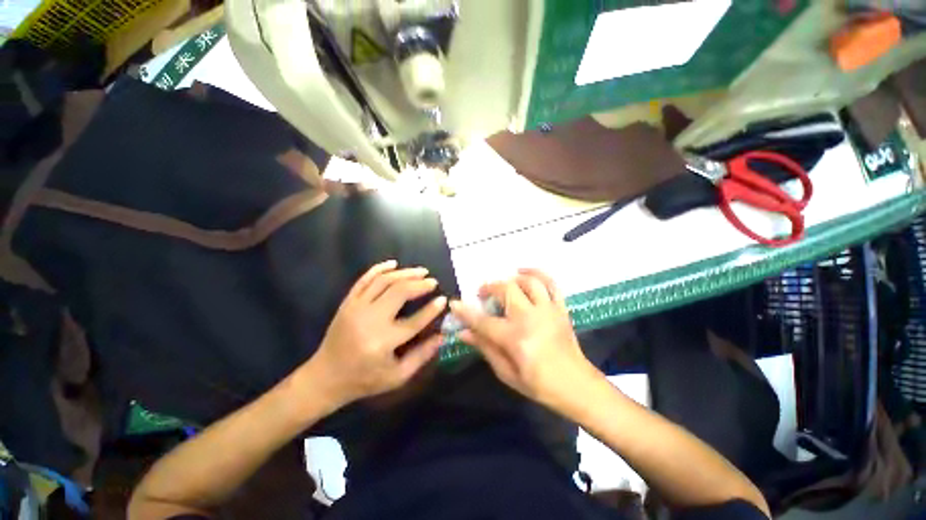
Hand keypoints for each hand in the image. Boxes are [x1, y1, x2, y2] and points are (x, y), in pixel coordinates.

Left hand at [304, 260, 446, 408]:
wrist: (325, 378)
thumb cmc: (364, 380)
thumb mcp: (397, 376)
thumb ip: (422, 355)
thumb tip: (442, 336)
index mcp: (383, 342)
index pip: (415, 320)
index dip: (432, 309)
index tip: (444, 299)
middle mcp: (369, 320)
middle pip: (399, 292)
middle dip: (419, 284)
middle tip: (433, 281)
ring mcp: (355, 308)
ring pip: (384, 281)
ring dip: (405, 273)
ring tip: (421, 271)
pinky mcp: (347, 303)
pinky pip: (364, 279)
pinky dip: (379, 268)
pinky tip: (393, 263)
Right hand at [449, 269, 599, 407]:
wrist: (577, 386)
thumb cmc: (539, 384)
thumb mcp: (506, 373)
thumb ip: (485, 348)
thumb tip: (463, 333)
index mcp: (515, 338)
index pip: (483, 321)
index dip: (466, 312)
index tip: (455, 303)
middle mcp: (530, 318)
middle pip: (506, 290)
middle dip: (490, 287)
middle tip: (482, 294)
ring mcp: (548, 310)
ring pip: (528, 281)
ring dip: (512, 278)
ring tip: (504, 283)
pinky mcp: (561, 308)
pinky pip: (551, 283)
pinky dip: (538, 273)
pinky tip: (525, 272)